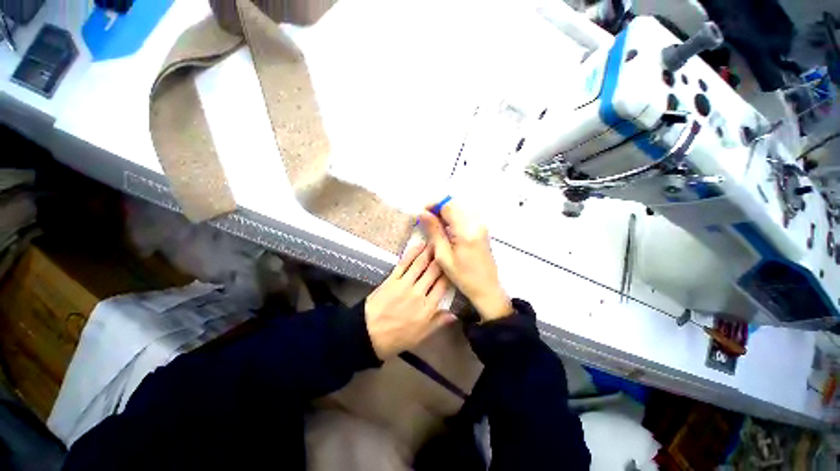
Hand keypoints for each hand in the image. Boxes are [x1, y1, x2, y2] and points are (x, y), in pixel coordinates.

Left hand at [365, 243, 454, 359]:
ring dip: (429, 252)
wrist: (368, 334)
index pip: (443, 285)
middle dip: (441, 258)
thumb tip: (454, 314)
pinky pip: (403, 263)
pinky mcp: (391, 279)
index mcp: (427, 308)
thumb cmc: (397, 337)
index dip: (450, 273)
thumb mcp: (421, 336)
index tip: (454, 263)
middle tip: (447, 246)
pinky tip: (419, 245)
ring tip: (436, 242)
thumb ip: (438, 322)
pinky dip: (412, 253)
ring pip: (420, 264)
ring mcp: (404, 284)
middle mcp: (418, 293)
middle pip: (433, 272)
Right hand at [419, 200, 512, 320]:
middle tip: (427, 221)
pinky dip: (453, 219)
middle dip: (438, 209)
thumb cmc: (463, 276)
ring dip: (445, 214)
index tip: (422, 214)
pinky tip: (447, 230)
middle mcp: (476, 223)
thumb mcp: (443, 256)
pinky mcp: (482, 228)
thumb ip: (434, 231)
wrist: (487, 287)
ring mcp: (481, 225)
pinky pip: (465, 216)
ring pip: (459, 209)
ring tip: (435, 227)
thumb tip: (423, 213)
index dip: (433, 205)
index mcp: (466, 230)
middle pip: (454, 205)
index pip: (448, 206)